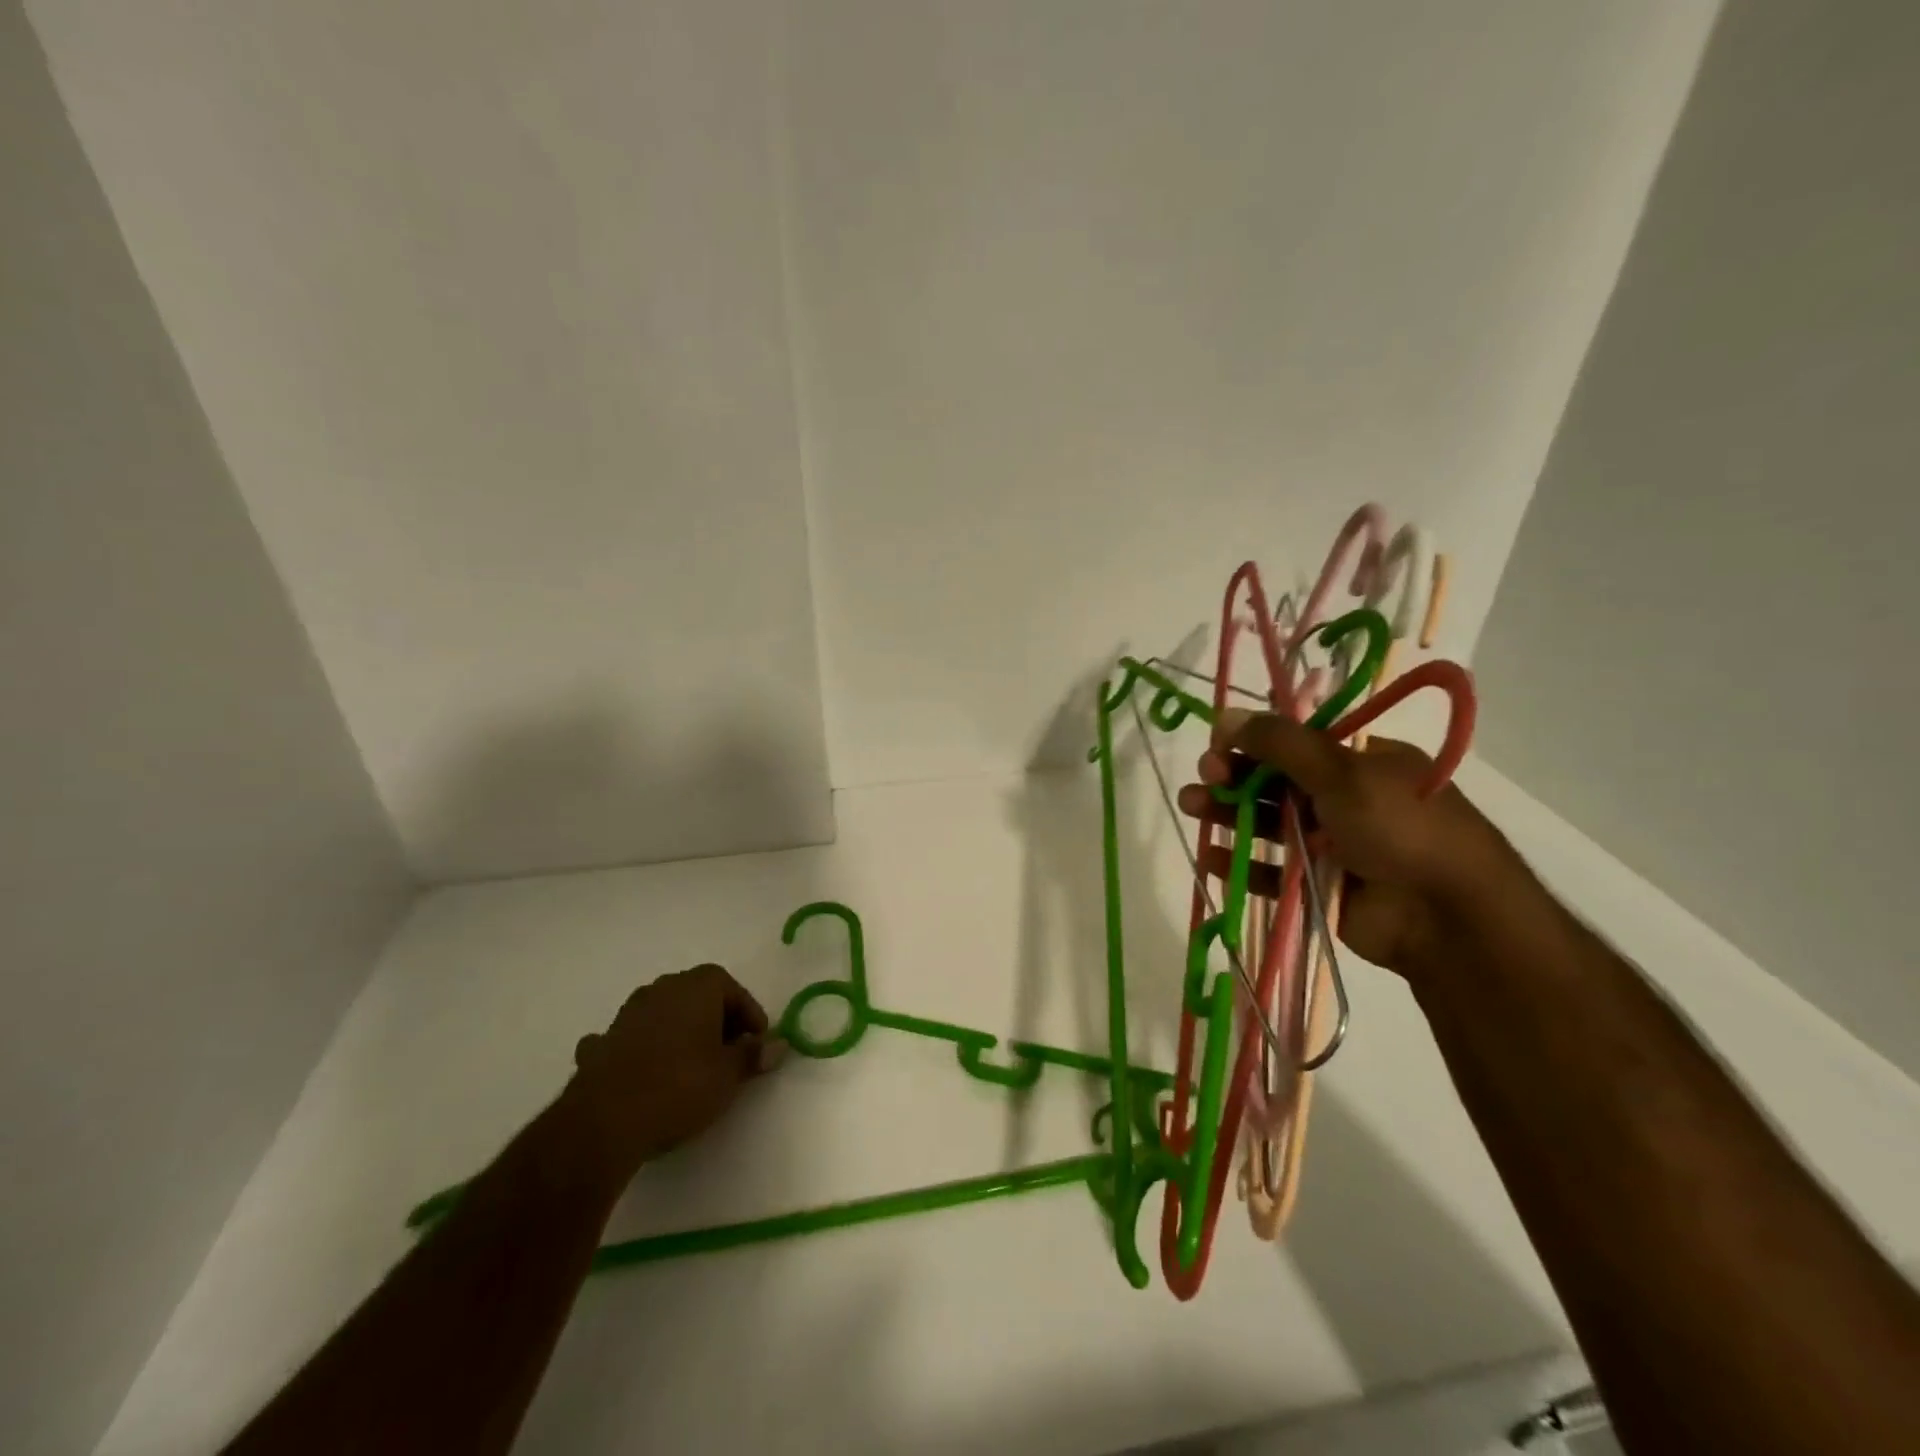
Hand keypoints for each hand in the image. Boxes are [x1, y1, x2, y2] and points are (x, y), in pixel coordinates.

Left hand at [563, 964, 783, 1180]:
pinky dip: (640, 1049)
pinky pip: (629, 1038)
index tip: (756, 1041)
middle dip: (715, 1019)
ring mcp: (626, 1015)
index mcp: (697, 987)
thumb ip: (753, 1055)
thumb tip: (779, 1045)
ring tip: (690, 1065)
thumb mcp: (729, 1075)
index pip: (731, 987)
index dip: (748, 1013)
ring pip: (662, 1014)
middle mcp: (661, 989)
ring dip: (678, 1032)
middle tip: (728, 1051)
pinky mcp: (600, 1044)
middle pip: (696, 995)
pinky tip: (643, 1073)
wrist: (605, 1121)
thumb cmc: (680, 1087)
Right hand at [1176, 706, 1519, 972]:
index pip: (1296, 743)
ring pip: (1266, 823)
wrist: (1446, 915)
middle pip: (1275, 782)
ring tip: (1190, 806)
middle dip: (1235, 776)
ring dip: (1227, 812)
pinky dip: (1240, 863)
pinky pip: (1269, 870)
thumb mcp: (1342, 771)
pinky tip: (1210, 856)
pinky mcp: (1316, 885)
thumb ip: (1280, 744)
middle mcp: (1343, 799)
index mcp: (1359, 763)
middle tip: (1204, 775)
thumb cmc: (1400, 825)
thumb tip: (1225, 715)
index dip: (1255, 741)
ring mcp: (1329, 844)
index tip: (1220, 742)